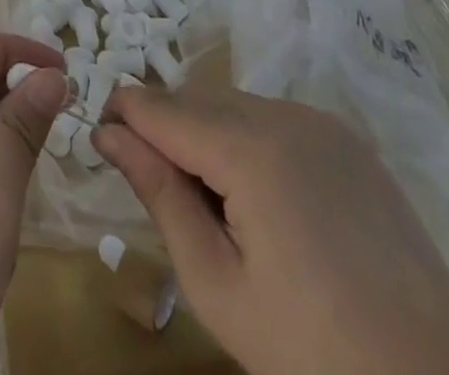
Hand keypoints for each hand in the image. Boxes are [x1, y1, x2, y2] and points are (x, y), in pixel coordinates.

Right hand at [94, 86, 448, 374]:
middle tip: (169, 201)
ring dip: (208, 136)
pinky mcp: (345, 137)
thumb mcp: (217, 284)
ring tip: (221, 210)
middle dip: (167, 132)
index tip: (103, 144)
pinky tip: (267, 204)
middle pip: (195, 100)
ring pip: (233, 105)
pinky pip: (273, 119)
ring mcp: (320, 120)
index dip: (124, 117)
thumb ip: (159, 194)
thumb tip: (108, 133)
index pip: (159, 106)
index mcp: (249, 147)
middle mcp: (283, 113)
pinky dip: (250, 142)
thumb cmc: (314, 351)